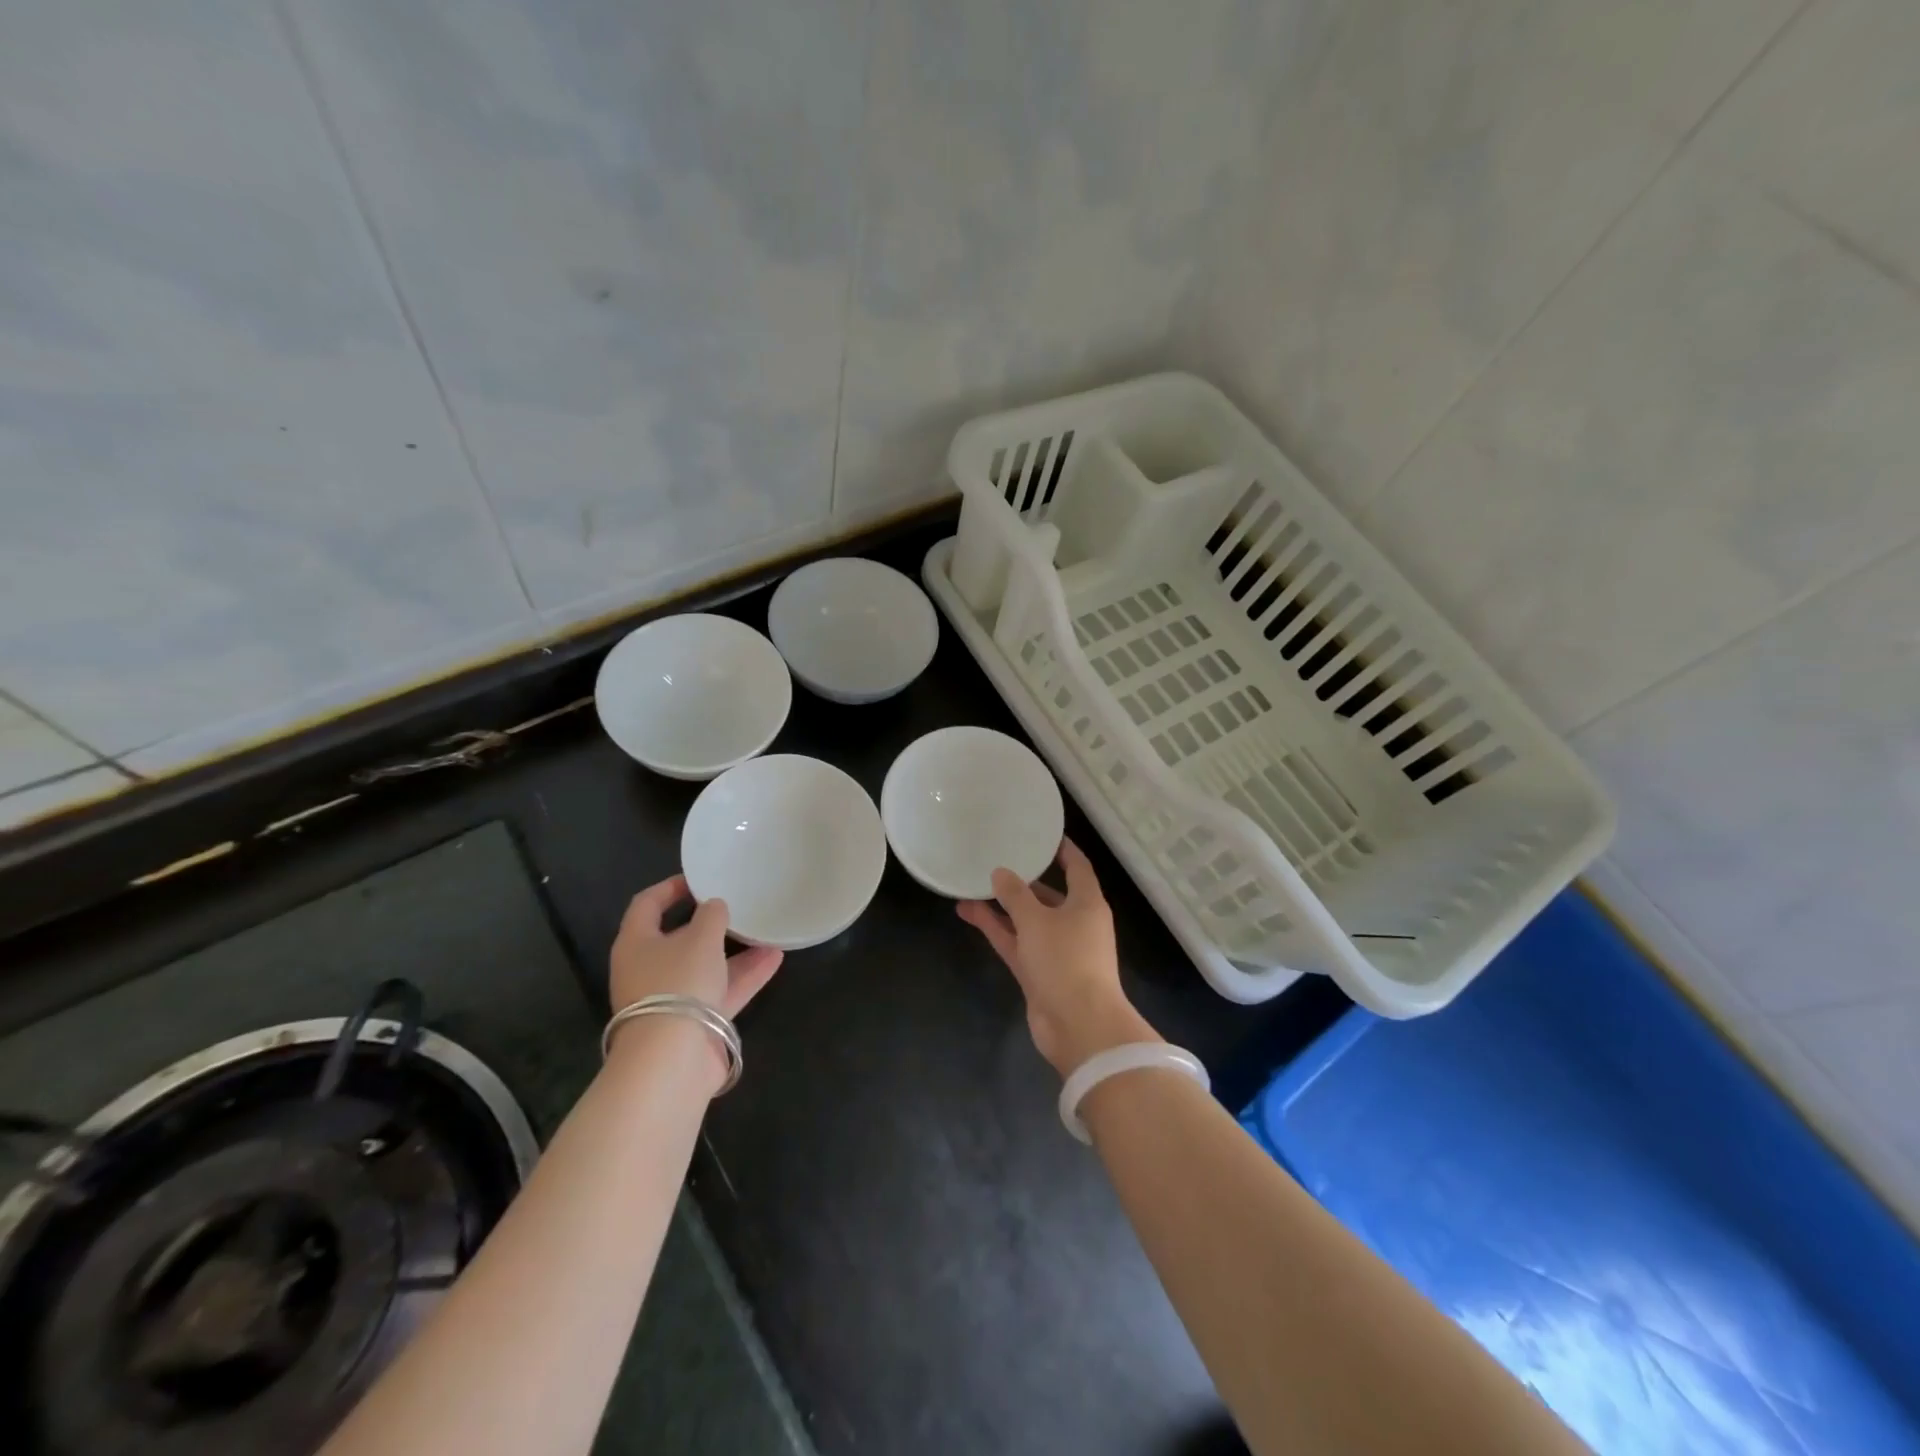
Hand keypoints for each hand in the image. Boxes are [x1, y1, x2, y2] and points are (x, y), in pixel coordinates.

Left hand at [609, 875, 783, 1017]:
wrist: (672, 1060)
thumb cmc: (678, 983)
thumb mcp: (700, 938)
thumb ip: (712, 915)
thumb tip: (714, 907)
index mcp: (636, 943)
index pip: (647, 904)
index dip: (671, 888)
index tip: (700, 879)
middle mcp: (648, 969)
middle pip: (678, 937)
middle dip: (710, 923)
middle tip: (737, 905)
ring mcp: (671, 998)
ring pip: (705, 965)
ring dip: (735, 950)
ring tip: (767, 930)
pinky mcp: (693, 1022)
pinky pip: (721, 990)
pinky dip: (745, 975)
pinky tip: (775, 959)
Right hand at [957, 838, 1157, 1076]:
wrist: (1079, 1026)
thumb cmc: (1066, 960)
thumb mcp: (1037, 920)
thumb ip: (1015, 895)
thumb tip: (1000, 873)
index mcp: (1087, 904)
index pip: (1078, 868)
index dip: (1063, 850)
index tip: (1043, 834)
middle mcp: (1075, 924)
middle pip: (1049, 894)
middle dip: (1024, 880)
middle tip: (996, 859)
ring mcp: (1056, 950)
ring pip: (1026, 920)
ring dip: (1002, 905)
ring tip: (971, 884)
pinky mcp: (1039, 972)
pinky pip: (1015, 942)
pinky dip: (996, 928)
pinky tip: (969, 912)